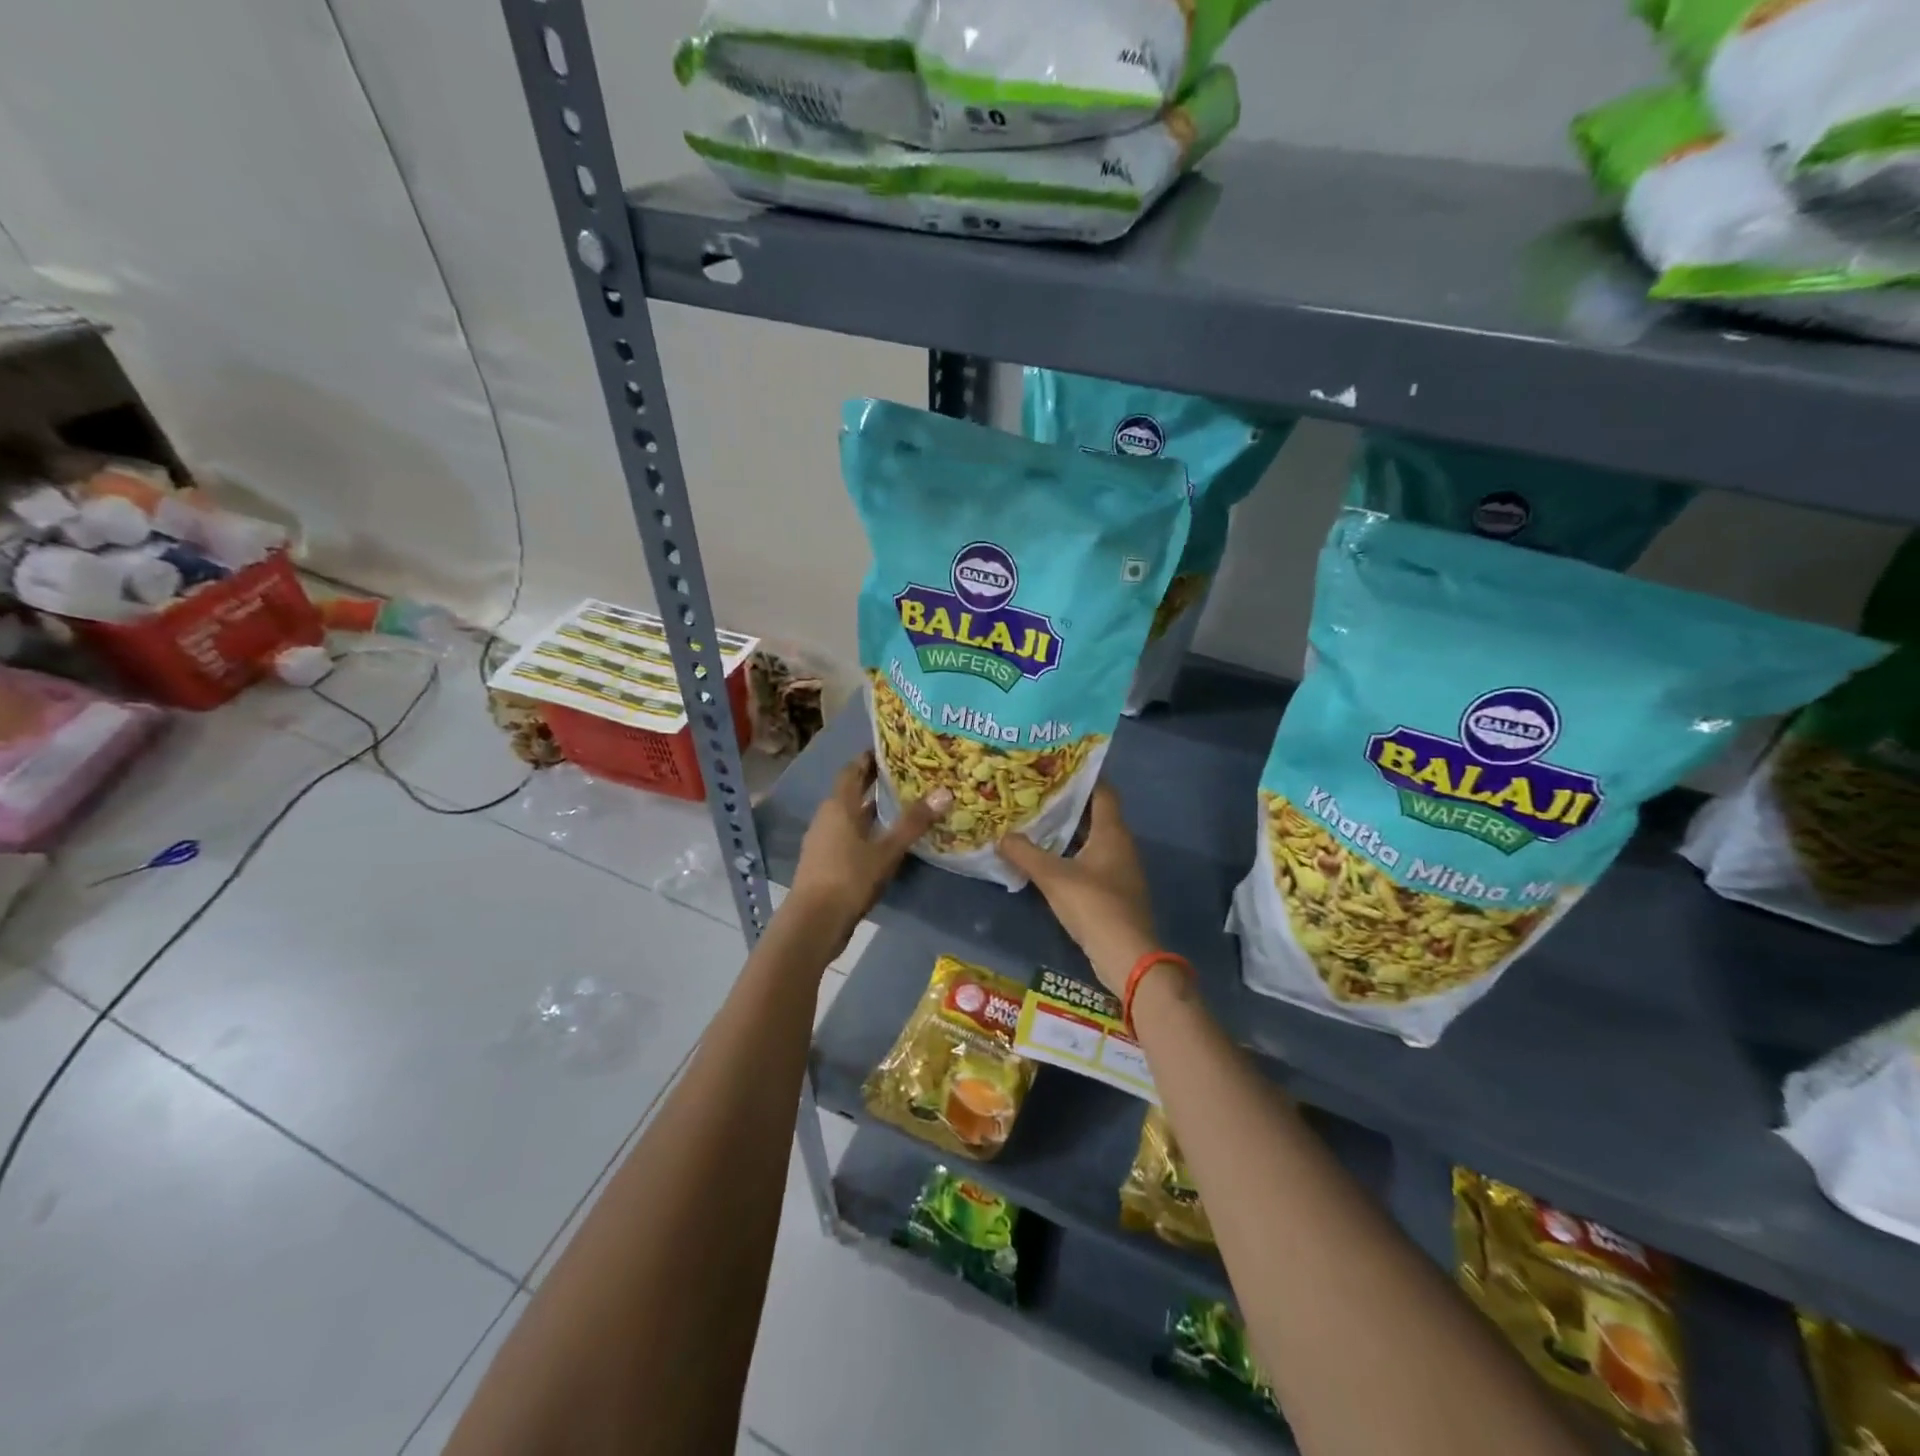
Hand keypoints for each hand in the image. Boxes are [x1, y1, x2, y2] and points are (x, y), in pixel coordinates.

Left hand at [786, 751, 948, 955]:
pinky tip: (885, 840)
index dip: (870, 759)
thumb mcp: (887, 850)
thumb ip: (913, 822)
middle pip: (852, 792)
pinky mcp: (825, 862)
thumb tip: (944, 792)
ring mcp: (823, 840)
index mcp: (839, 805)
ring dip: (871, 809)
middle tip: (905, 775)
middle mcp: (827, 817)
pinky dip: (866, 831)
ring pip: (850, 816)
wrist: (813, 922)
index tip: (893, 751)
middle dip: (874, 783)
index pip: (853, 770)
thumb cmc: (849, 878)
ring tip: (901, 805)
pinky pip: (848, 835)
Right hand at [999, 783, 1159, 994]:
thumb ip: (1025, 854)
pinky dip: (1070, 854)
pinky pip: (1090, 861)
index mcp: (1112, 832)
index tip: (1054, 767)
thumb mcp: (1053, 877)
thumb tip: (1001, 836)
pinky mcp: (1113, 890)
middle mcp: (1120, 845)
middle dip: (1067, 804)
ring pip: (1091, 839)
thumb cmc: (1094, 905)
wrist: (1127, 956)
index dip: (1081, 776)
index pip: (1102, 791)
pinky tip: (1046, 858)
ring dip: (1066, 831)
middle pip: (1094, 814)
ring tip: (1034, 821)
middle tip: (1034, 793)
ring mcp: (1119, 869)